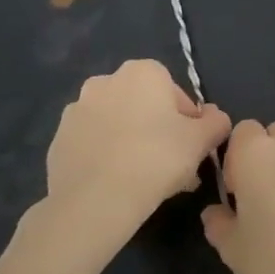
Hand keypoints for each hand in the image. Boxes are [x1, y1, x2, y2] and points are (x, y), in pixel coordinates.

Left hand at [18, 59, 230, 273]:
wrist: (94, 201)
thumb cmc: (156, 159)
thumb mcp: (202, 140)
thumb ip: (216, 122)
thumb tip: (215, 117)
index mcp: (142, 72)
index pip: (175, 91)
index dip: (188, 120)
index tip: (192, 147)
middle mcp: (105, 81)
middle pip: (144, 107)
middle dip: (160, 132)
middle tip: (173, 167)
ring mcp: (76, 111)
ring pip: (118, 125)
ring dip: (133, 143)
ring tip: (146, 180)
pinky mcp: (58, 140)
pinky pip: (94, 145)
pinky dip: (107, 157)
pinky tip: (119, 185)